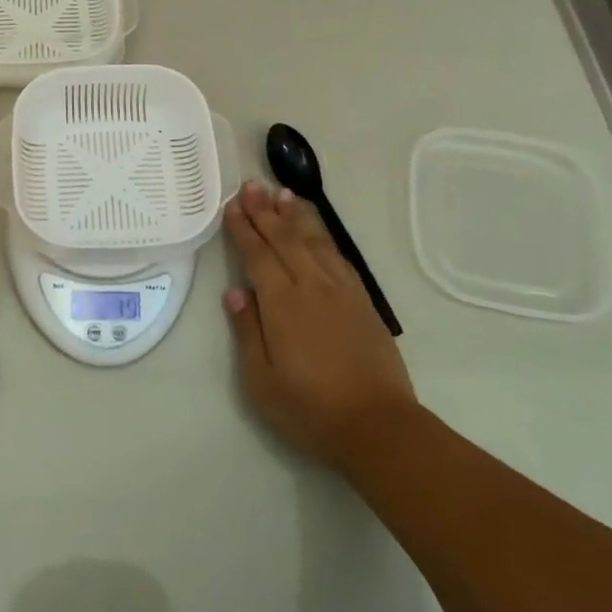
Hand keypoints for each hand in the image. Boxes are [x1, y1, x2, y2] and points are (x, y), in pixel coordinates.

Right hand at [223, 181, 417, 469]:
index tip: (233, 205)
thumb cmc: (310, 410)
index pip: (258, 255)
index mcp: (282, 304)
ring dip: (296, 215)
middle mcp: (311, 287)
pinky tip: (315, 230)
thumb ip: (247, 332)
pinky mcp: (363, 301)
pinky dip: (323, 236)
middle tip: (252, 184)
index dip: (244, 229)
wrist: (378, 427)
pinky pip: (338, 256)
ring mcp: (341, 291)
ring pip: (314, 241)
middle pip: (285, 239)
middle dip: (265, 210)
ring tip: (282, 193)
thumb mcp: (261, 381)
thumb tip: (234, 293)